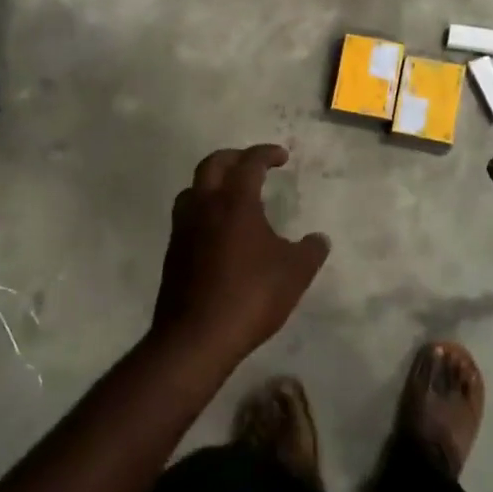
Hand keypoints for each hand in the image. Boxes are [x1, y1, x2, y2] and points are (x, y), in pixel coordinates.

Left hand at [153, 145, 331, 369]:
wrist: (196, 337)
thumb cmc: (250, 296)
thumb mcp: (294, 273)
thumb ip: (310, 251)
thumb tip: (319, 239)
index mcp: (235, 201)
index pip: (249, 163)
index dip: (266, 154)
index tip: (281, 156)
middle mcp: (204, 206)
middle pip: (212, 164)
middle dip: (234, 157)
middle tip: (252, 164)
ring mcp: (183, 229)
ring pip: (193, 189)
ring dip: (212, 183)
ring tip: (231, 195)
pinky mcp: (173, 253)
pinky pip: (187, 217)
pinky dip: (203, 211)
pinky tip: (218, 232)